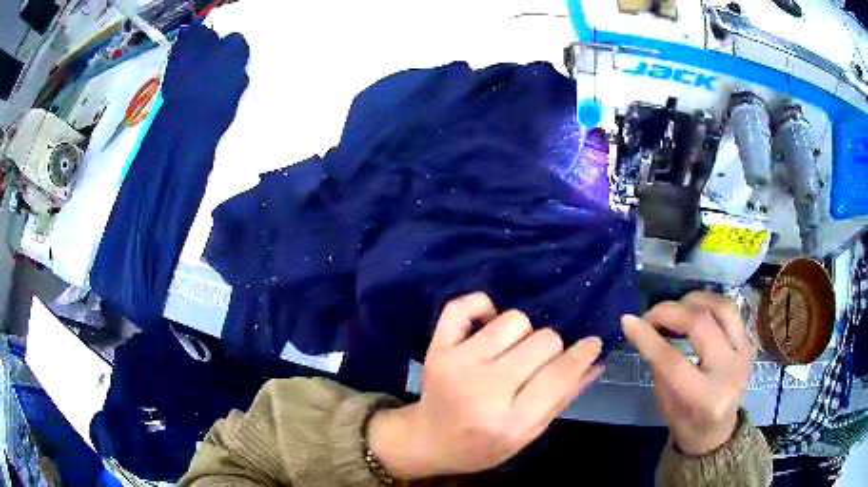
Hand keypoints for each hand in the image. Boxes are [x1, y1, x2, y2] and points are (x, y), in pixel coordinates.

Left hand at [367, 292, 603, 478]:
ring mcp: (458, 364)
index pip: (559, 375)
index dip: (582, 354)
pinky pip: (465, 305)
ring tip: (511, 352)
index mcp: (511, 421)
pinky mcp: (437, 347)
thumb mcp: (528, 434)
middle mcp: (485, 389)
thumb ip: (564, 397)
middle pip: (543, 341)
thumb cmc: (483, 445)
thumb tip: (596, 361)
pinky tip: (487, 325)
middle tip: (537, 364)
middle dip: (551, 350)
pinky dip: (482, 307)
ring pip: (514, 320)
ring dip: (522, 333)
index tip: (591, 344)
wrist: (428, 440)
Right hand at [622, 291, 754, 454]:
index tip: (628, 321)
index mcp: (706, 398)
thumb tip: (641, 328)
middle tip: (650, 315)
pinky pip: (729, 311)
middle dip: (669, 312)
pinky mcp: (749, 342)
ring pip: (721, 307)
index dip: (648, 338)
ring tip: (675, 308)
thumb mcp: (666, 404)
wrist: (719, 432)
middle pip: (700, 324)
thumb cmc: (687, 424)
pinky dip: (708, 305)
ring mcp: (745, 352)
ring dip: (693, 300)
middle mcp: (731, 371)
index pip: (674, 361)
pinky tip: (693, 312)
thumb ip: (659, 365)